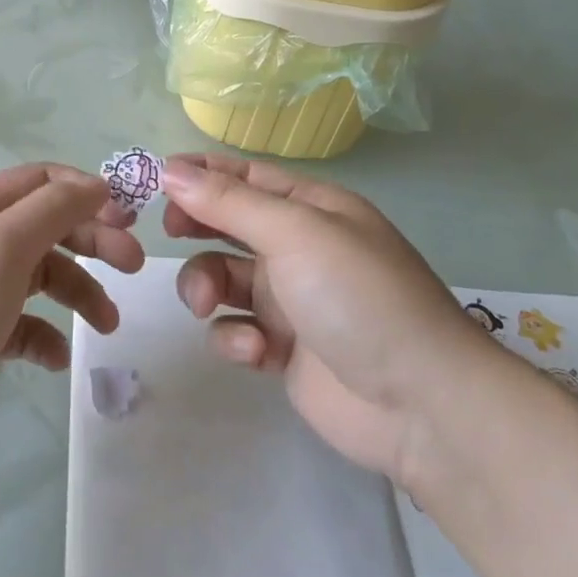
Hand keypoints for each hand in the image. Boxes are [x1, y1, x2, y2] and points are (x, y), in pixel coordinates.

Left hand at [0, 163, 144, 476]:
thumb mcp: (4, 244)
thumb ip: (54, 209)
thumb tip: (97, 185)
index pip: (42, 180)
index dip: (87, 192)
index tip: (129, 220)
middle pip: (47, 226)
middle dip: (91, 242)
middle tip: (133, 267)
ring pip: (40, 276)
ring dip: (78, 293)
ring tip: (107, 326)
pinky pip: (22, 324)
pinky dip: (45, 335)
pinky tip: (55, 359)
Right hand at [163, 154, 495, 483]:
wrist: (422, 405)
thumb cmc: (358, 297)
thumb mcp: (294, 233)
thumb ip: (228, 202)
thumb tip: (169, 170)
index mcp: (311, 208)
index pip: (244, 175)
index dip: (199, 172)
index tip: (155, 178)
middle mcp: (299, 247)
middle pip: (228, 222)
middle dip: (196, 225)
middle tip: (171, 232)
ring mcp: (290, 299)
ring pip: (222, 276)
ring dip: (206, 286)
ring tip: (206, 306)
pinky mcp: (282, 348)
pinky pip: (236, 328)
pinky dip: (235, 337)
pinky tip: (255, 351)